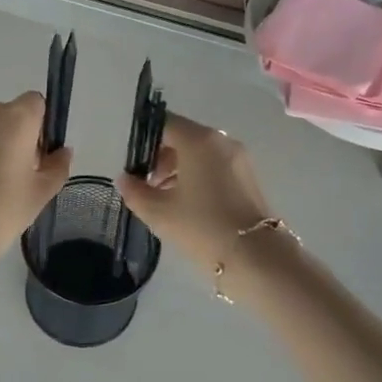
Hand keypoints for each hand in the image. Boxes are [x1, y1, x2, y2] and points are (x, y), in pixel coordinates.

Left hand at [0, 95, 72, 263]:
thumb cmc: (1, 208)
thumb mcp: (40, 192)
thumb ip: (57, 166)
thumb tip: (62, 152)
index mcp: (15, 116)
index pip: (36, 103)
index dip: (42, 127)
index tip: (39, 157)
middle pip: (11, 115)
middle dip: (19, 138)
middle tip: (21, 176)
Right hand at [114, 115, 277, 273]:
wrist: (256, 258)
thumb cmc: (201, 226)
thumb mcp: (158, 212)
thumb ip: (135, 191)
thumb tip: (125, 179)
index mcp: (198, 140)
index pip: (164, 124)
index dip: (144, 140)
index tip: (134, 164)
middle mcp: (221, 141)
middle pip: (183, 137)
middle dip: (160, 157)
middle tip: (146, 185)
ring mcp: (239, 158)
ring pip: (200, 153)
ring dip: (178, 169)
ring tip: (165, 198)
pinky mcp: (249, 177)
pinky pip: (216, 166)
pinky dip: (198, 177)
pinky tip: (188, 204)